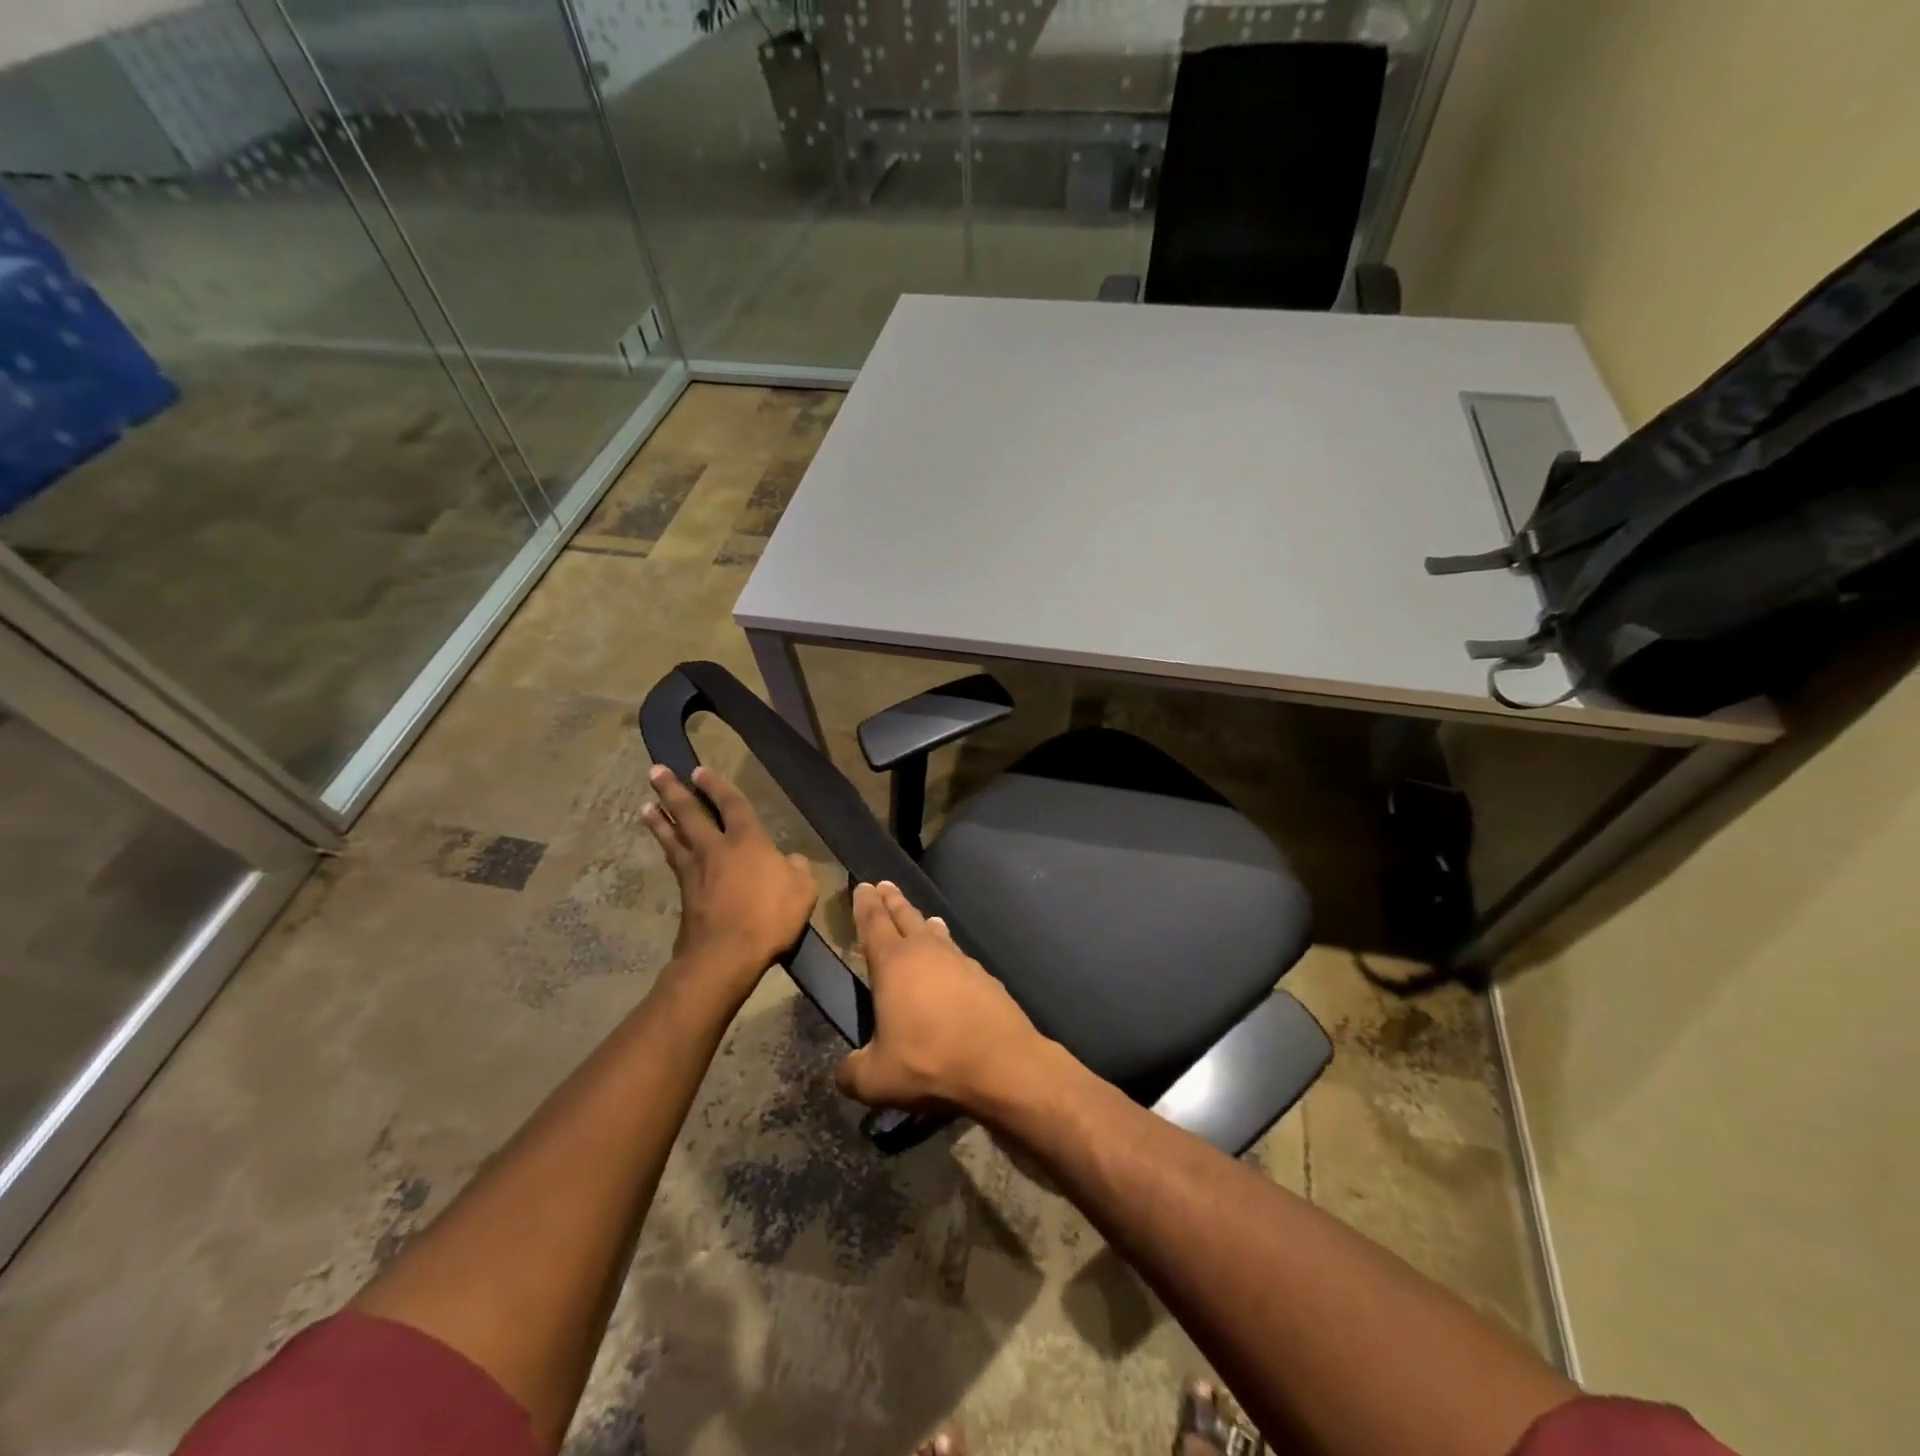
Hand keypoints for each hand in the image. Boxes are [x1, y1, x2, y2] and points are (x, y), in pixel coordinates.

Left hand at [642, 765, 816, 1001]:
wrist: (725, 954)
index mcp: (747, 841)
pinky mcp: (684, 892)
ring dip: (660, 819)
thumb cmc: (769, 917)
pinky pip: (673, 859)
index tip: (699, 771)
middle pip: (690, 813)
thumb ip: (798, 869)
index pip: (731, 805)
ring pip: (674, 836)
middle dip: (674, 791)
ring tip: (647, 804)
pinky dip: (666, 845)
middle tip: (657, 772)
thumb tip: (790, 860)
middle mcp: (716, 848)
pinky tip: (664, 844)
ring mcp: (695, 870)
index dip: (717, 786)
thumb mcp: (802, 890)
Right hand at [835, 881, 1049, 1116]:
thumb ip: (853, 1072)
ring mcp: (960, 960)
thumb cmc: (930, 1061)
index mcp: (893, 963)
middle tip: (885, 885)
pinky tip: (952, 964)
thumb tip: (845, 1072)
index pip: (874, 923)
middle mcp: (927, 951)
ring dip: (924, 923)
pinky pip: (958, 955)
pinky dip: (948, 952)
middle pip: (906, 916)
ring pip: (936, 933)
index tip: (863, 886)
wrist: (1002, 1063)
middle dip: (892, 901)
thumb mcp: (876, 1079)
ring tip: (923, 919)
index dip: (865, 904)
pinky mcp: (984, 977)